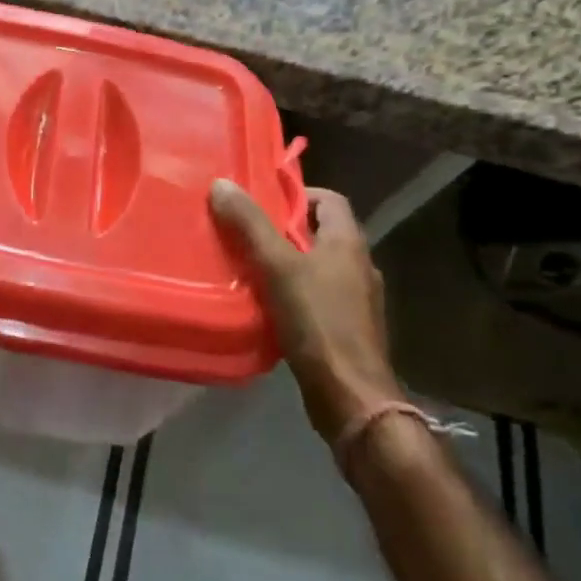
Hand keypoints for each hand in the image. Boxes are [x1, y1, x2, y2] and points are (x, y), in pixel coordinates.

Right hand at [210, 180, 402, 441]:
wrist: (351, 397)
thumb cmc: (318, 321)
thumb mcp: (277, 266)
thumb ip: (250, 225)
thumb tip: (222, 184)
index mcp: (348, 242)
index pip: (328, 199)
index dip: (296, 194)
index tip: (261, 201)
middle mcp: (359, 265)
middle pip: (320, 233)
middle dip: (284, 230)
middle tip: (245, 232)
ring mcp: (358, 300)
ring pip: (318, 267)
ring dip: (288, 264)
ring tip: (249, 267)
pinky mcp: (348, 329)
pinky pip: (318, 297)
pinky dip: (294, 294)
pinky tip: (266, 306)